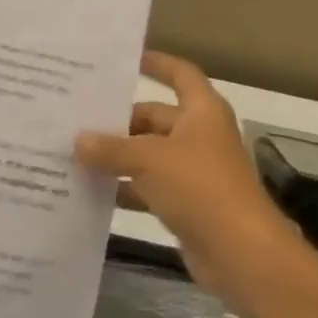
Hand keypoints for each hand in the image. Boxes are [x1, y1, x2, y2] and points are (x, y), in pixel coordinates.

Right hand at [76, 51, 302, 316]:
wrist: (243, 256)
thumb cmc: (200, 188)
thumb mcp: (149, 160)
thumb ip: (111, 149)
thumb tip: (78, 141)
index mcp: (202, 111)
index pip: (180, 74)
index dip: (157, 63)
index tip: (126, 61)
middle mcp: (200, 136)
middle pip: (156, 118)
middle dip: (120, 120)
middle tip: (78, 118)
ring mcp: (194, 172)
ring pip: (149, 155)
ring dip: (119, 157)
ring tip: (75, 153)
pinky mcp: (188, 205)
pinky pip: (149, 188)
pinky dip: (126, 189)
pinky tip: (93, 192)